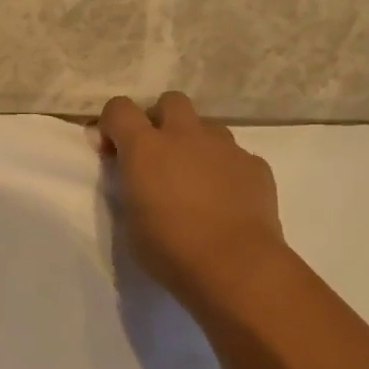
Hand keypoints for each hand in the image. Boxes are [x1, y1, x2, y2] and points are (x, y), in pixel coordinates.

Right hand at [96, 92, 289, 312]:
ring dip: (196, 144)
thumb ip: (129, 188)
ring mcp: (225, 148)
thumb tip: (133, 176)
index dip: (112, 123)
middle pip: (171, 101)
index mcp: (145, 148)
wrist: (236, 266)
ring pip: (207, 127)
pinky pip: (236, 156)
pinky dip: (227, 169)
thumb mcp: (130, 220)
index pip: (119, 108)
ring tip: (196, 180)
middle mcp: (185, 136)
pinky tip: (227, 200)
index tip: (113, 151)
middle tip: (158, 155)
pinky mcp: (256, 166)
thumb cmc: (170, 248)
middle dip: (161, 120)